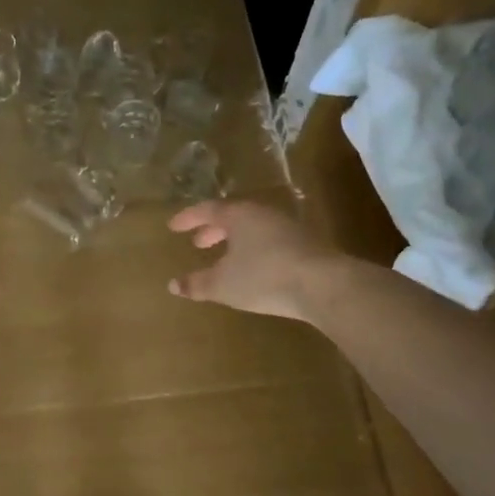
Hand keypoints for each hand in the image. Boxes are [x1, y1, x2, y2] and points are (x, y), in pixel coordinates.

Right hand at [167, 201, 339, 321]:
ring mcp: (288, 227)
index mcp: (239, 215)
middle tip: (198, 243)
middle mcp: (263, 214)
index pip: (207, 210)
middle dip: (213, 229)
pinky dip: (254, 249)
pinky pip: (270, 240)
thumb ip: (196, 284)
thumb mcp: (223, 285)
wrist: (322, 284)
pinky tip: (254, 268)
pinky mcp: (305, 244)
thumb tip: (172, 285)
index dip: (189, 218)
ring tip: (225, 257)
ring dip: (235, 240)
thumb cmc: (263, 277)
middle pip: (233, 216)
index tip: (173, 226)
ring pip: (253, 228)